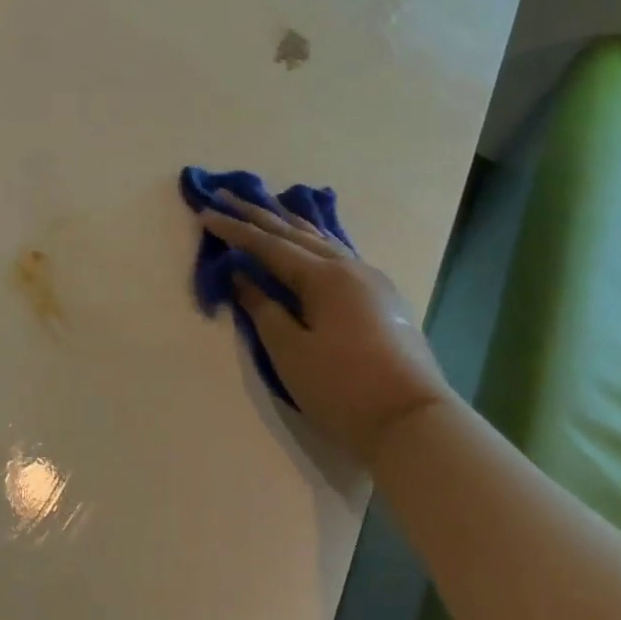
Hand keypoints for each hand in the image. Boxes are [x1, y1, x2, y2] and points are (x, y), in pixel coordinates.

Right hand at [200, 195, 448, 464]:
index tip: (205, 214)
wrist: (415, 424)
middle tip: (225, 194)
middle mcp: (349, 267)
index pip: (269, 245)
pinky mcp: (383, 297)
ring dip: (287, 222)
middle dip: (257, 214)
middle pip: (295, 232)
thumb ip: (263, 308)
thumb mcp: (290, 351)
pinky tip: (309, 239)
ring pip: (321, 240)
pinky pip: (338, 253)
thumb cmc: (343, 388)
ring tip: (264, 205)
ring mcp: (371, 279)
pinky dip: (313, 240)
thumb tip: (241, 276)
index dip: (234, 230)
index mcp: (324, 276)